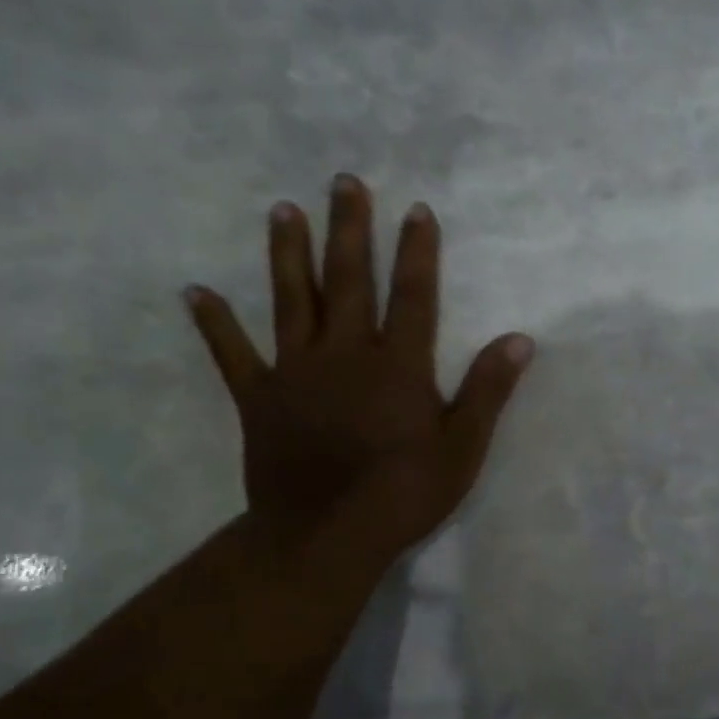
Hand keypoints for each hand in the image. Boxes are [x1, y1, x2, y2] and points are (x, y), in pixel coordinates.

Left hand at [183, 173, 532, 550]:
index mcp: (398, 366)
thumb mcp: (463, 448)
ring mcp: (296, 373)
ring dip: (289, 255)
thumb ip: (488, 390)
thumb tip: (520, 339)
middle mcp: (345, 355)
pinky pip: (233, 355)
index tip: (417, 209)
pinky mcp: (260, 399)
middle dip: (350, 230)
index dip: (417, 252)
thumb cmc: (404, 493)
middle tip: (343, 182)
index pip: (413, 296)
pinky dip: (215, 324)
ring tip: (284, 211)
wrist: (326, 536)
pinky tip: (197, 293)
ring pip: (292, 302)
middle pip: (349, 282)